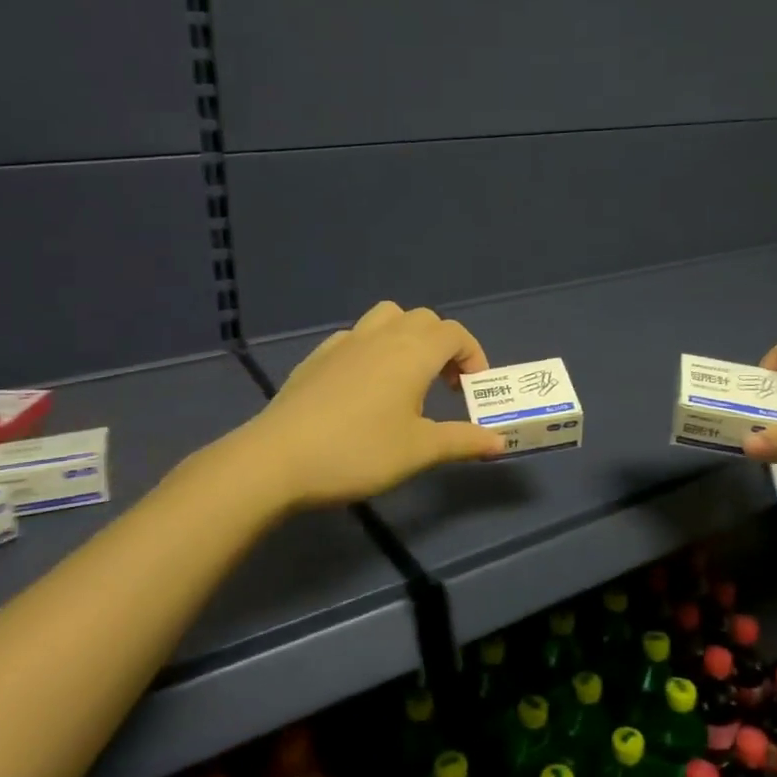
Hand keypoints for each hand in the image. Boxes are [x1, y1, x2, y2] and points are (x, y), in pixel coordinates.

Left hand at [247, 302, 507, 508]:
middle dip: (443, 345)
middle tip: (446, 385)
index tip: (474, 389)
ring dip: (407, 337)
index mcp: (413, 352)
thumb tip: (499, 441)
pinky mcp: (317, 357)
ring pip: (386, 318)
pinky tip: (364, 387)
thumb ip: (462, 441)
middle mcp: (382, 336)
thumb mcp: (418, 451)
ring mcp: (345, 342)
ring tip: (407, 377)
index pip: (455, 334)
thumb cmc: (358, 452)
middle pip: (423, 320)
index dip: (473, 355)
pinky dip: (373, 349)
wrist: (277, 459)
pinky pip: (356, 337)